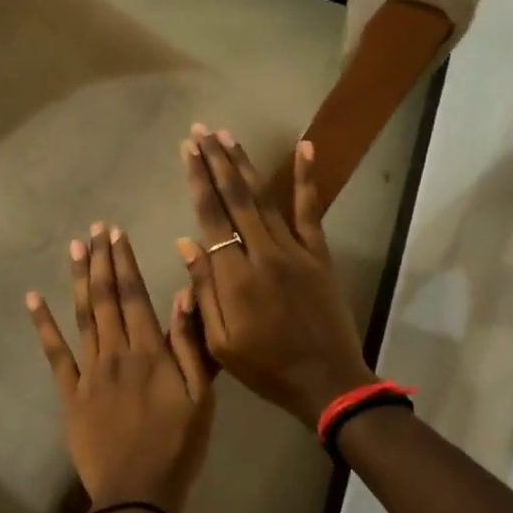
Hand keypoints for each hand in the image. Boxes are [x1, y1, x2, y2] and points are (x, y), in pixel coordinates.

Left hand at [27, 223, 216, 512]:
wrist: (137, 493)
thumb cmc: (178, 446)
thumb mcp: (201, 398)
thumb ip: (189, 345)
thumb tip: (182, 294)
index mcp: (150, 352)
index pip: (134, 296)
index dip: (125, 262)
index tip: (117, 233)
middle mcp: (115, 353)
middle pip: (105, 298)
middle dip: (101, 261)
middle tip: (95, 229)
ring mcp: (88, 372)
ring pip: (81, 317)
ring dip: (78, 280)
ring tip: (74, 248)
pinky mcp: (69, 394)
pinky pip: (54, 354)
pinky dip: (43, 325)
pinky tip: (33, 299)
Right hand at [176, 128, 376, 426]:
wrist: (325, 381)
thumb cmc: (266, 368)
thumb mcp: (220, 343)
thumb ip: (203, 292)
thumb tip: (186, 243)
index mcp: (235, 279)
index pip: (211, 219)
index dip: (198, 182)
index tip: (187, 151)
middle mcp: (264, 254)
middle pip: (237, 199)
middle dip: (217, 162)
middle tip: (201, 130)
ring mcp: (296, 251)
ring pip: (266, 199)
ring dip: (245, 165)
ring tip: (228, 136)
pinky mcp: (319, 255)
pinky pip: (310, 211)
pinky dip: (307, 178)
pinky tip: (305, 148)